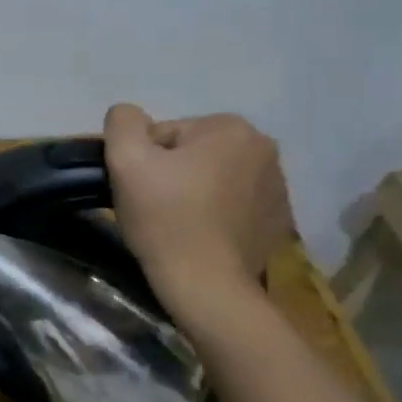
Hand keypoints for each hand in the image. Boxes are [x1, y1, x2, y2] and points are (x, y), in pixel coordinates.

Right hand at [103, 104, 294, 308]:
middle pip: (194, 153)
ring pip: (215, 178)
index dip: (145, 161)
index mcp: (231, 128)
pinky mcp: (279, 220)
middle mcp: (264, 149)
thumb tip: (129, 116)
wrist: (207, 285)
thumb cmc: (166, 219)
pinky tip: (201, 236)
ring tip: (178, 225)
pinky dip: (216, 214)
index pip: (167, 134)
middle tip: (155, 208)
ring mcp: (278, 186)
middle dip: (172, 174)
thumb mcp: (126, 160)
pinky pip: (235, 204)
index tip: (141, 190)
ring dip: (194, 193)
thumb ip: (123, 123)